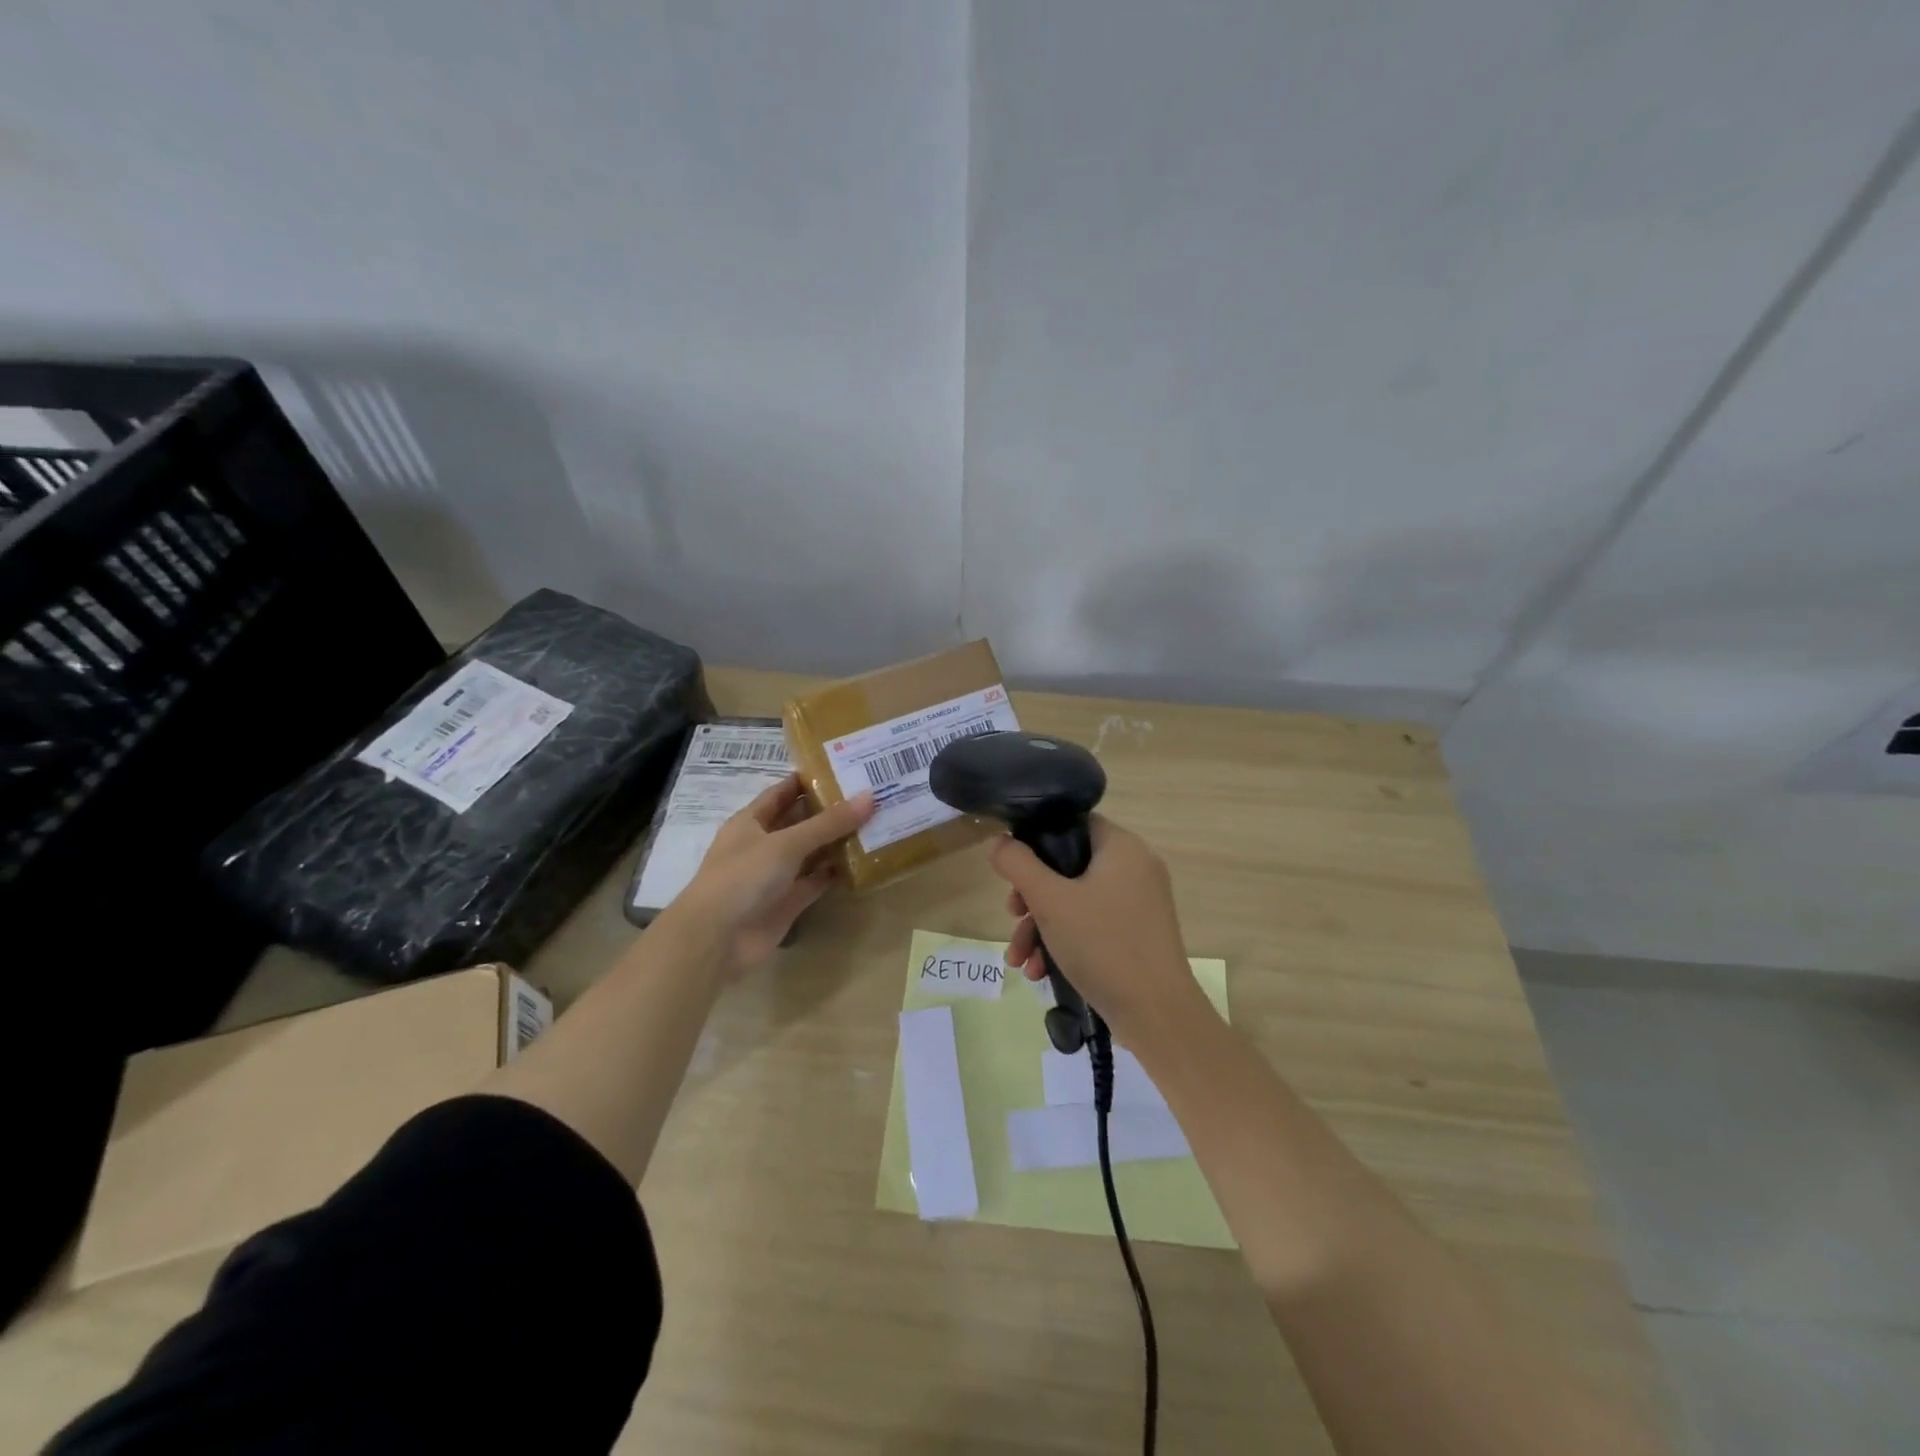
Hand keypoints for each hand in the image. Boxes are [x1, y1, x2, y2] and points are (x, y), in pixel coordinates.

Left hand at [666, 775, 874, 979]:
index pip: (783, 792)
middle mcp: (763, 844)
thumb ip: (829, 823)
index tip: (843, 767)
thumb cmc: (744, 877)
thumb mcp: (787, 843)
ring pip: (812, 852)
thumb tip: (870, 797)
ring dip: (838, 840)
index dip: (808, 780)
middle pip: (801, 821)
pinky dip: (837, 872)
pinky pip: (817, 880)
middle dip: (831, 809)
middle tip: (871, 793)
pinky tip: (864, 860)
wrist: (717, 940)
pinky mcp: (789, 901)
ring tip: (876, 822)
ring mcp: (776, 875)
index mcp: (751, 821)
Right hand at [988, 815, 1209, 1052]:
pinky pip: (1092, 924)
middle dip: (1032, 898)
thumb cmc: (1103, 945)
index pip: (1072, 823)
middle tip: (1012, 916)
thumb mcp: (1049, 901)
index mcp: (1122, 847)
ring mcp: (1139, 903)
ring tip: (1019, 960)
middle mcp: (1135, 868)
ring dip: (1041, 927)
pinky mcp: (1137, 934)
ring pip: (1076, 900)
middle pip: (1068, 867)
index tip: (1013, 870)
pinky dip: (1064, 941)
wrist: (1157, 1015)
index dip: (1037, 840)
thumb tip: (997, 841)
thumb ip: (1017, 864)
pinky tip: (1040, 971)